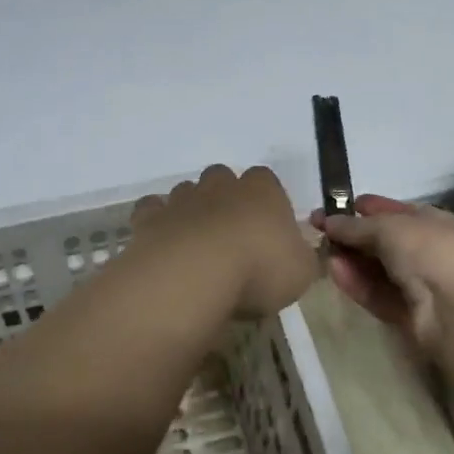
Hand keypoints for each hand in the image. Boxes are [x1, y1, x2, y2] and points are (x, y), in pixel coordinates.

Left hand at [131, 165, 317, 316]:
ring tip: (196, 245)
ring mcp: (182, 198)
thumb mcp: (302, 272)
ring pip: (187, 192)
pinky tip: (163, 243)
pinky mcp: (151, 217)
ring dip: (191, 211)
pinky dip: (157, 221)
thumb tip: (299, 254)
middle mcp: (221, 185)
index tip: (268, 230)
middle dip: (225, 199)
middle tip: (230, 236)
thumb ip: (303, 258)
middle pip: (223, 178)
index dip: (267, 202)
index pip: (267, 180)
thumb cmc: (258, 270)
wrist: (194, 275)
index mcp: (262, 190)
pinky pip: (153, 210)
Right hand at [308, 195, 453, 372]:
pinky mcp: (408, 314)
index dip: (362, 208)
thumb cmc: (428, 251)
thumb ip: (354, 225)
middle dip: (351, 236)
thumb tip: (327, 221)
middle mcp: (425, 250)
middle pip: (381, 241)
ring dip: (350, 260)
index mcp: (429, 220)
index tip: (330, 208)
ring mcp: (418, 284)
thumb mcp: (388, 227)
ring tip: (321, 253)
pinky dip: (357, 284)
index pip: (391, 211)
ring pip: (376, 269)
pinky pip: (377, 294)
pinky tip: (334, 272)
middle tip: (317, 233)